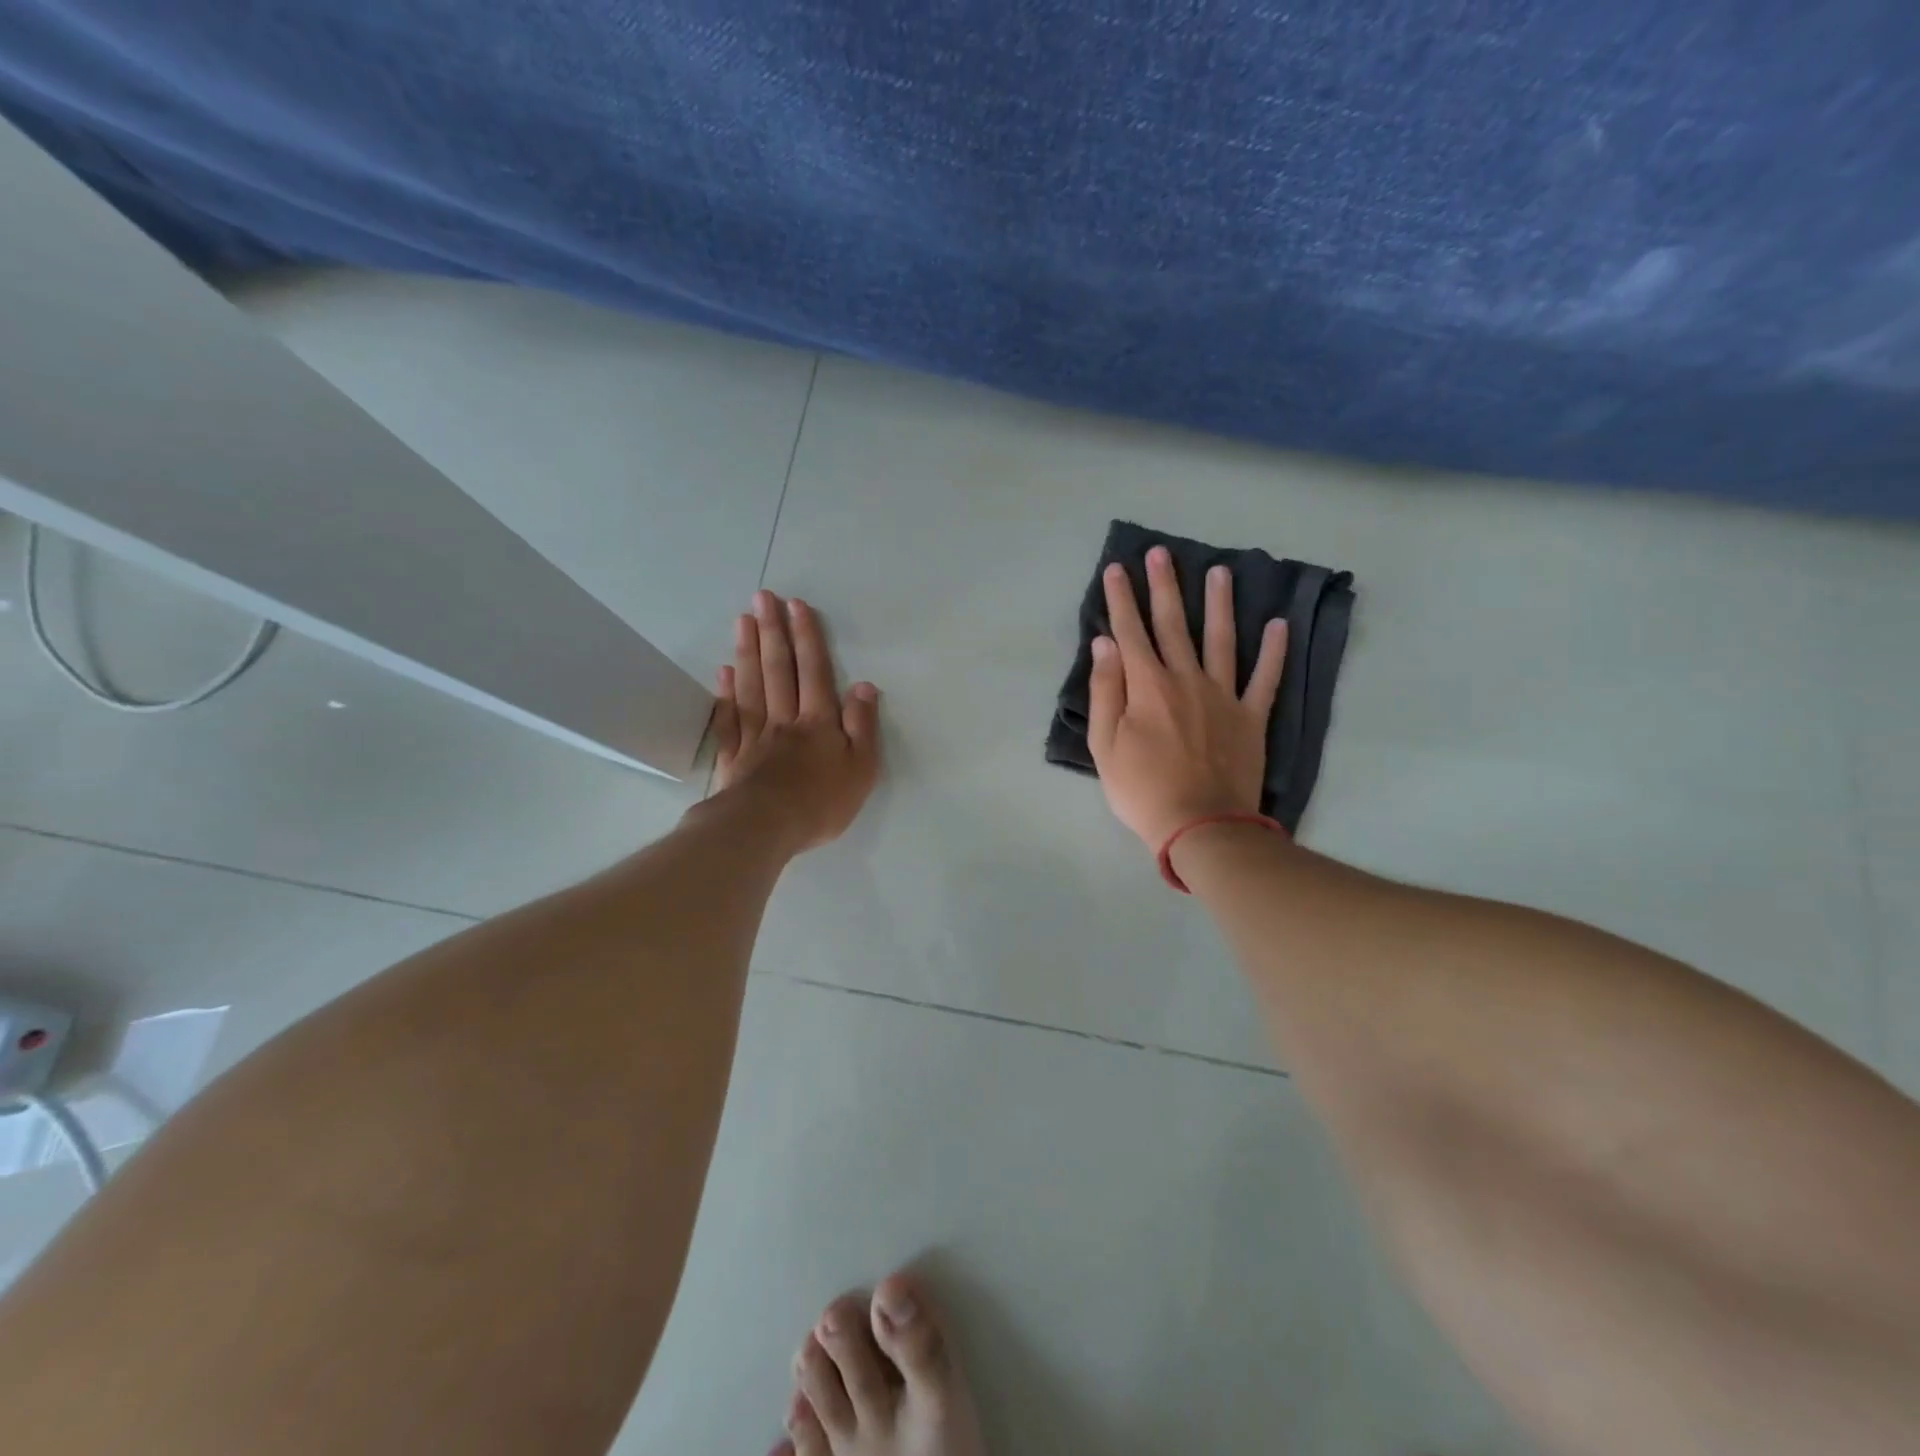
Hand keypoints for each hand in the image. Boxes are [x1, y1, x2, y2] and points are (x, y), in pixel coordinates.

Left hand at [710, 590, 880, 852]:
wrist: (766, 828)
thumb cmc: (821, 802)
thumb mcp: (861, 768)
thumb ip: (863, 726)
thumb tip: (865, 686)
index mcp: (818, 722)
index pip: (814, 671)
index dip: (807, 638)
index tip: (796, 606)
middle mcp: (785, 720)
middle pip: (778, 670)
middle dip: (773, 631)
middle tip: (762, 597)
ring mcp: (756, 736)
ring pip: (751, 686)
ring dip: (748, 651)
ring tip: (743, 620)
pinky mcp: (734, 757)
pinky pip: (729, 719)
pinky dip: (726, 693)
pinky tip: (724, 672)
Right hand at [1087, 546, 1286, 851]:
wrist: (1200, 825)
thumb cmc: (1142, 789)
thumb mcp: (1105, 745)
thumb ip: (1105, 691)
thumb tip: (1106, 644)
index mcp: (1147, 686)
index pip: (1130, 632)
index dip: (1122, 599)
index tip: (1118, 569)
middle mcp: (1186, 679)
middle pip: (1174, 625)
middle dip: (1165, 587)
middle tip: (1162, 553)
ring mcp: (1224, 695)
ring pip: (1222, 639)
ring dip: (1219, 603)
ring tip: (1220, 571)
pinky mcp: (1251, 716)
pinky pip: (1266, 678)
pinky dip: (1274, 651)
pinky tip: (1279, 624)